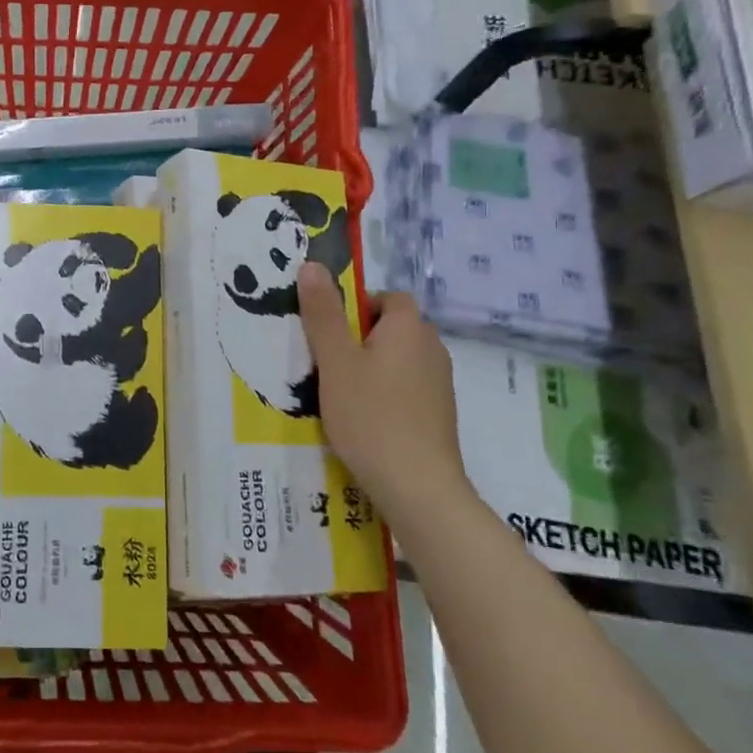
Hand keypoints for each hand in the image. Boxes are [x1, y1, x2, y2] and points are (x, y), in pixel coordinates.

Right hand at [297, 266, 469, 518]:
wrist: (417, 488)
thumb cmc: (371, 416)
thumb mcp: (335, 362)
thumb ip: (323, 313)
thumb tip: (312, 264)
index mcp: (409, 328)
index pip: (387, 297)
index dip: (357, 307)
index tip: (329, 333)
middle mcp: (432, 348)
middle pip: (392, 328)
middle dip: (359, 339)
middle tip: (326, 364)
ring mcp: (440, 384)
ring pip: (398, 360)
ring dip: (371, 368)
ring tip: (340, 395)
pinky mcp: (439, 414)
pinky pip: (407, 388)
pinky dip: (386, 394)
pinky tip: (364, 420)